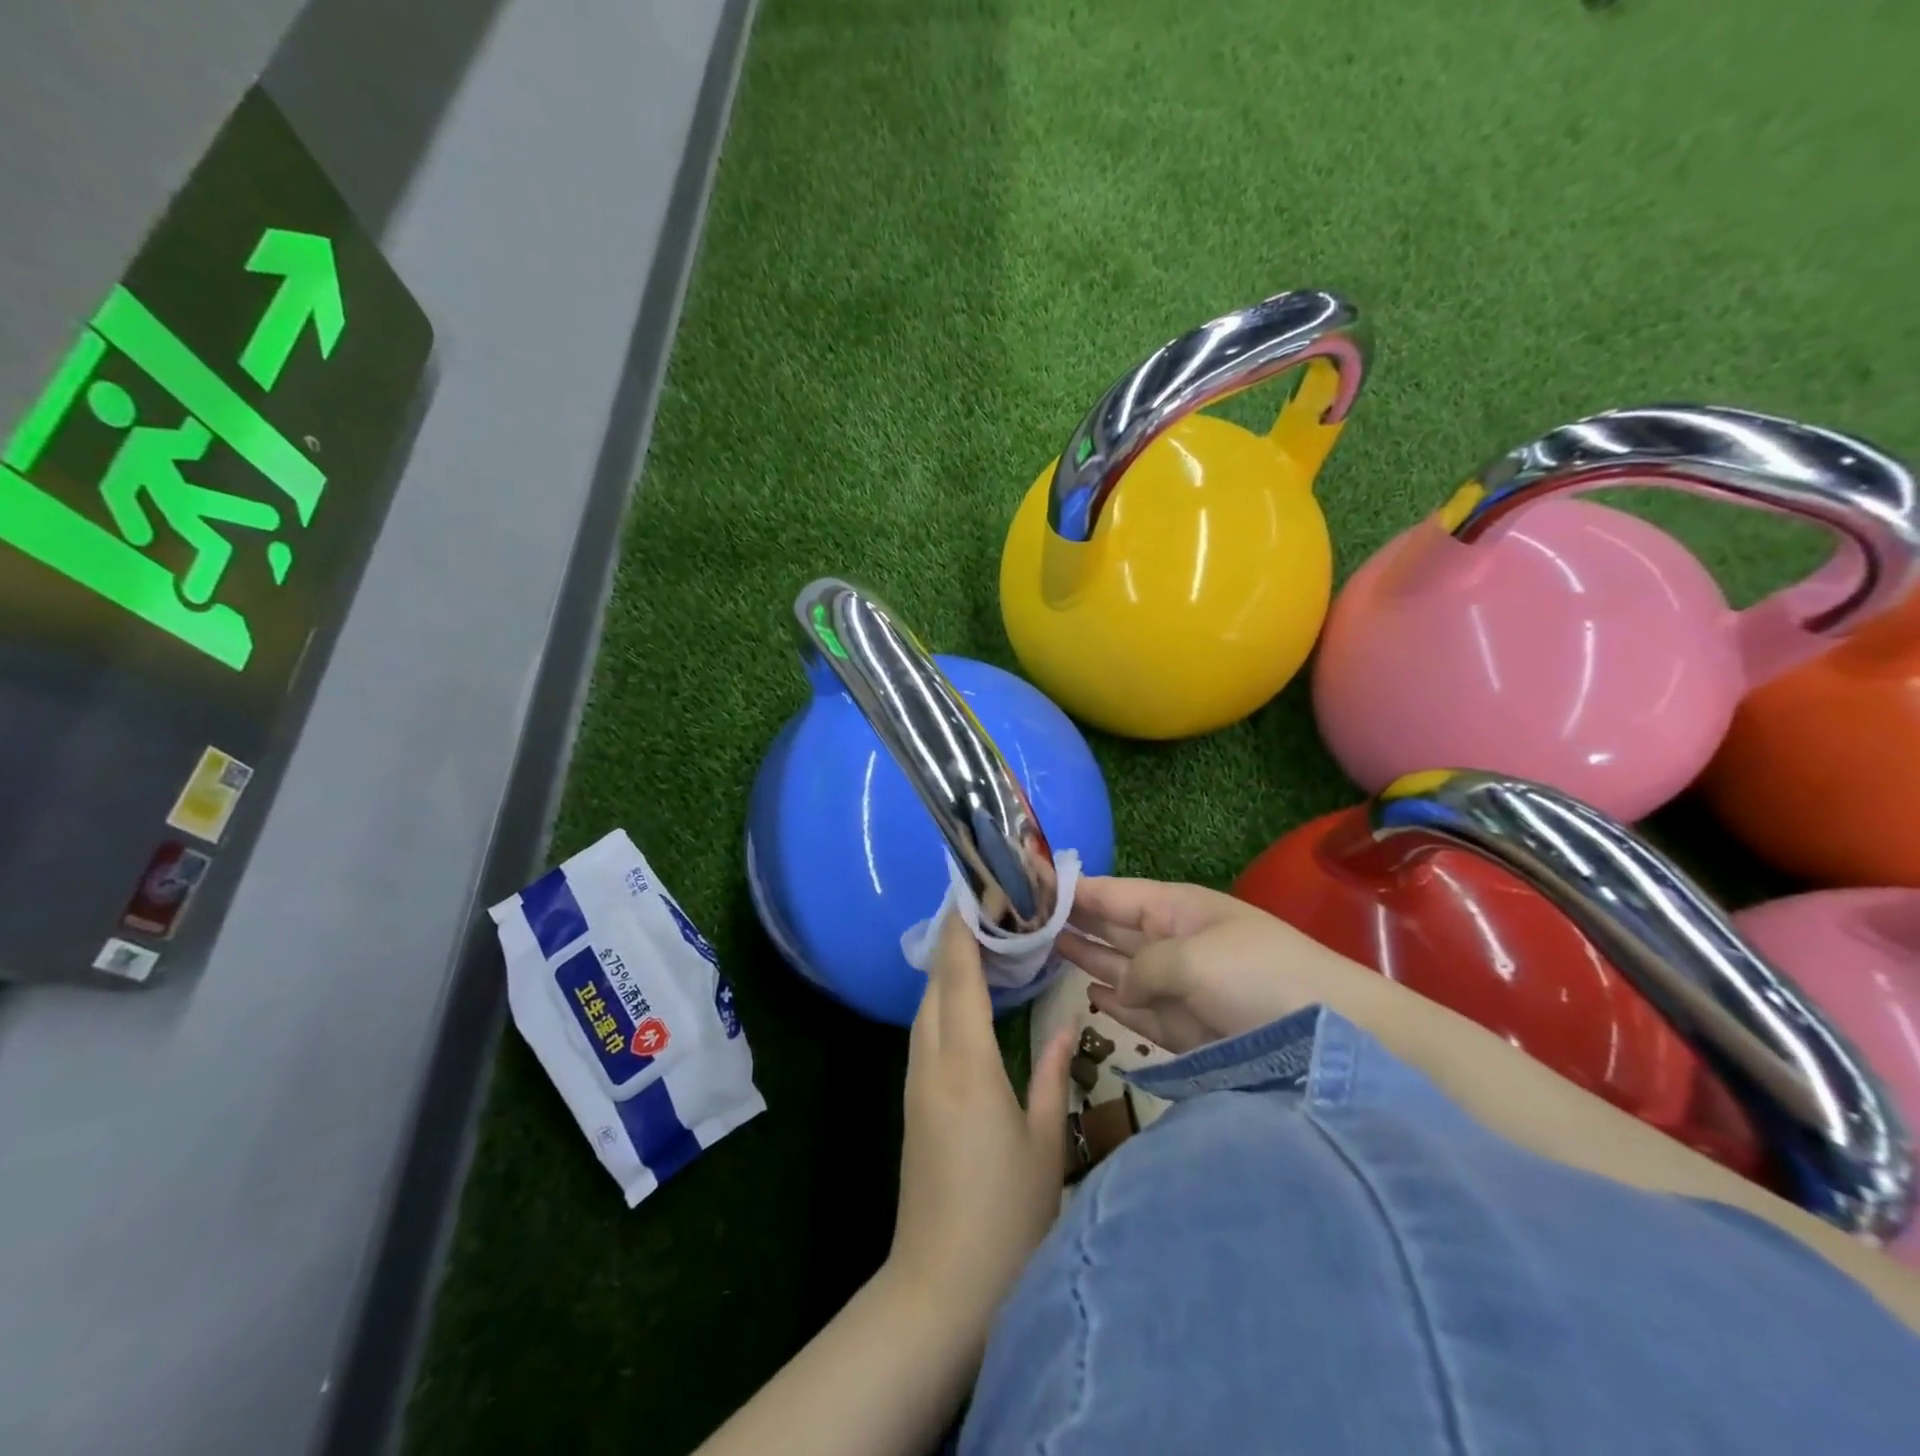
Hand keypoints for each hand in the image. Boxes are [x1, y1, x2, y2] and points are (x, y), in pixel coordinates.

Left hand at [886, 912, 1073, 1328]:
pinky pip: (925, 1032)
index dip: (963, 930)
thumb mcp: (1045, 1143)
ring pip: (926, 1007)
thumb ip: (1051, 1075)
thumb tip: (1065, 1024)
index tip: (973, 891)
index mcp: (966, 1064)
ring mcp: (916, 1083)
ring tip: (979, 943)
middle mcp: (932, 1062)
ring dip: (946, 970)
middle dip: (953, 940)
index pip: (960, 976)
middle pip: (935, 984)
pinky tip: (966, 1001)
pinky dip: (943, 1001)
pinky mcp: (913, 1104)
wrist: (940, 1289)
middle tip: (985, 909)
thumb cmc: (1006, 1218)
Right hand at [1058, 877, 1385, 1054]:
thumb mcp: (1193, 958)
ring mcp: (1180, 986)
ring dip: (1086, 960)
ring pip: (1120, 969)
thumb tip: (1119, 990)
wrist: (1333, 1039)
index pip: (1112, 893)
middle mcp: (1173, 942)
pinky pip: (1140, 1011)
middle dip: (1071, 922)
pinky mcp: (1188, 1029)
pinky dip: (1116, 1005)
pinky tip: (1090, 995)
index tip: (1028, 881)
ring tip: (1042, 950)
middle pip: (1111, 928)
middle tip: (1022, 919)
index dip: (1072, 888)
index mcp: (1176, 909)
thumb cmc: (1259, 978)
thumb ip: (1140, 969)